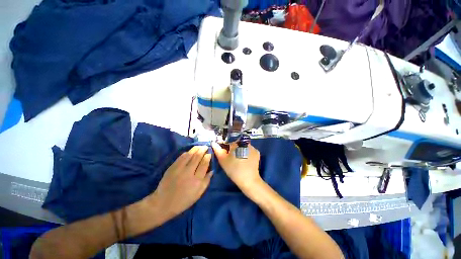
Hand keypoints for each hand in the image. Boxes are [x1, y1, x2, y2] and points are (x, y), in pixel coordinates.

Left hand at [150, 146, 212, 222]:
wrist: (163, 203)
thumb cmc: (183, 200)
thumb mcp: (198, 194)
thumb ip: (206, 181)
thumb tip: (212, 170)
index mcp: (197, 181)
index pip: (204, 164)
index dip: (207, 157)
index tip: (209, 153)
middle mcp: (188, 173)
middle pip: (197, 157)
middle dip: (202, 150)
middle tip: (206, 146)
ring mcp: (179, 169)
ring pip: (189, 155)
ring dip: (195, 149)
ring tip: (200, 146)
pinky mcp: (172, 167)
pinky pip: (181, 157)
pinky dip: (187, 152)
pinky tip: (190, 151)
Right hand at [212, 142, 261, 192]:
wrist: (249, 180)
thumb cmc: (233, 169)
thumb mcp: (223, 160)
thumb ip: (217, 150)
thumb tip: (214, 143)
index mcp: (236, 143)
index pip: (229, 142)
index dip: (226, 148)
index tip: (226, 155)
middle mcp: (245, 143)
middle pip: (236, 144)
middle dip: (233, 149)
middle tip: (232, 159)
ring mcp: (253, 147)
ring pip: (243, 147)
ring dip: (240, 151)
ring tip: (239, 160)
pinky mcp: (257, 153)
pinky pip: (249, 150)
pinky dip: (246, 153)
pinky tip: (245, 161)